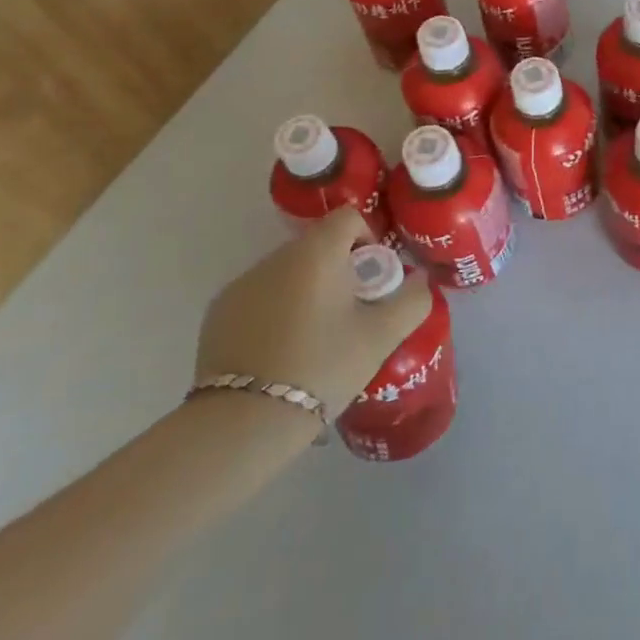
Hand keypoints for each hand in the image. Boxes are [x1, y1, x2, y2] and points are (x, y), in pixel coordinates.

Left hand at [195, 209, 431, 420]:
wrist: (244, 422)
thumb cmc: (322, 367)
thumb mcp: (382, 337)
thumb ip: (412, 300)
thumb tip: (421, 280)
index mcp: (317, 253)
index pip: (349, 217)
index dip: (367, 238)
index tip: (372, 277)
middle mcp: (276, 257)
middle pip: (318, 245)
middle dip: (339, 269)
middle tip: (350, 313)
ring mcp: (242, 283)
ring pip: (288, 272)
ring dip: (306, 289)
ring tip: (314, 337)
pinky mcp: (218, 312)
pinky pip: (259, 296)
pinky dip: (275, 310)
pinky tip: (280, 352)